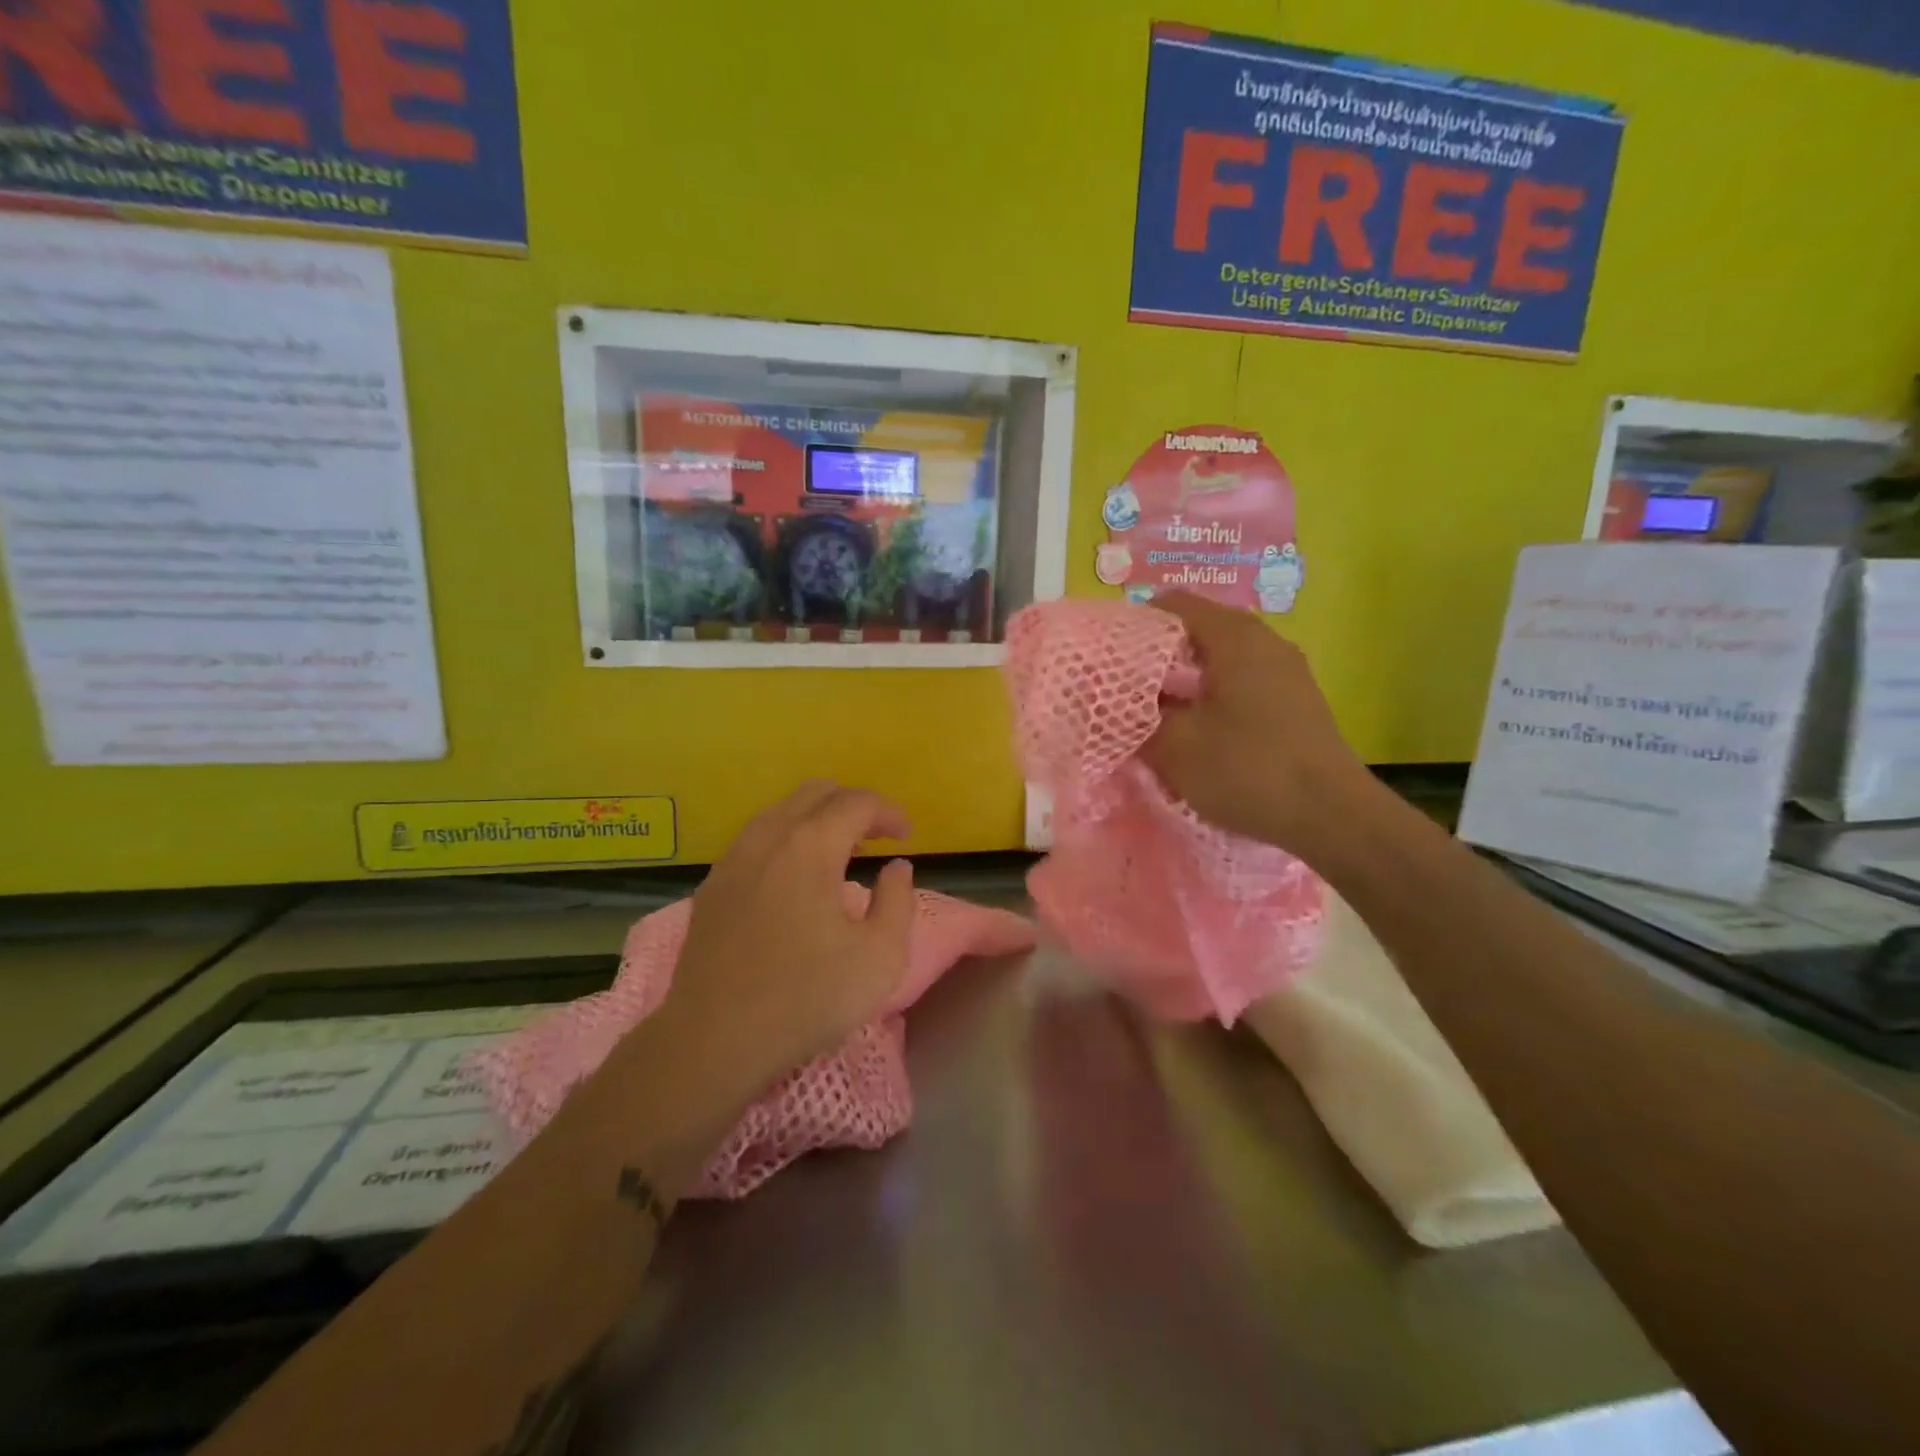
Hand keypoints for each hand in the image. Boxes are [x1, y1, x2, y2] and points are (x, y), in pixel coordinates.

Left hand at [655, 781, 915, 1088]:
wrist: (714, 1040)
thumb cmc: (806, 998)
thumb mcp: (880, 957)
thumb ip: (898, 902)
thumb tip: (896, 868)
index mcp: (810, 846)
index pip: (856, 803)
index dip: (888, 812)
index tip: (906, 836)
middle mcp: (768, 838)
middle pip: (815, 793)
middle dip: (852, 805)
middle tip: (875, 837)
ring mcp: (733, 860)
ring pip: (780, 811)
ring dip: (816, 819)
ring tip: (838, 853)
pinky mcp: (712, 886)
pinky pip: (755, 839)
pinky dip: (785, 840)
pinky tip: (793, 878)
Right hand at [1142, 592, 1373, 855]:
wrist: (1331, 816)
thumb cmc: (1247, 769)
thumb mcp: (1175, 746)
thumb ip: (1138, 717)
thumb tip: (1119, 703)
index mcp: (1234, 637)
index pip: (1174, 603)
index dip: (1136, 622)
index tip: (1110, 654)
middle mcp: (1264, 641)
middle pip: (1198, 630)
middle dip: (1158, 655)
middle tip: (1126, 686)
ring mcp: (1285, 670)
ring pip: (1220, 659)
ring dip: (1185, 680)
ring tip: (1156, 712)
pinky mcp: (1295, 701)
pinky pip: (1242, 683)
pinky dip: (1212, 696)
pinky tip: (1197, 732)